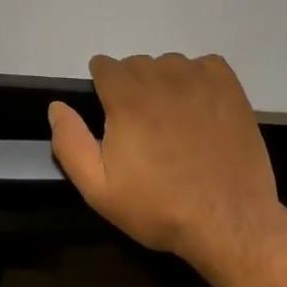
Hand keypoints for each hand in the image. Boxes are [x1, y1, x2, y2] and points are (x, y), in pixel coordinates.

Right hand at [49, 53, 283, 270]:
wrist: (228, 221)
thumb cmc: (159, 207)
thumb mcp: (99, 188)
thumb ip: (70, 143)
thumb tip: (56, 107)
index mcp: (126, 97)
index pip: (104, 65)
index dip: (103, 88)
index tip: (111, 115)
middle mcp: (161, 77)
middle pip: (136, 64)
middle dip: (131, 87)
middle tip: (141, 127)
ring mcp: (199, 80)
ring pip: (170, 64)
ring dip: (164, 83)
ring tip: (173, 120)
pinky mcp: (230, 88)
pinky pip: (205, 65)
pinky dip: (198, 78)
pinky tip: (200, 107)